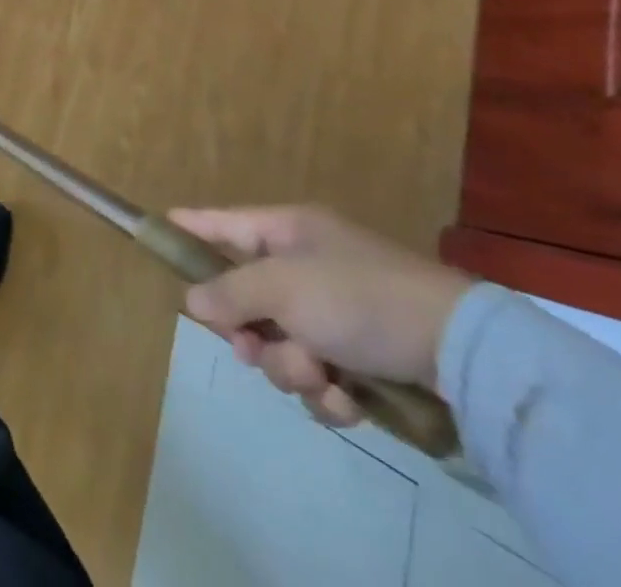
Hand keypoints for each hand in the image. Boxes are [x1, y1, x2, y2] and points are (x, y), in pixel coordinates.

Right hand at [169, 204, 472, 426]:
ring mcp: (337, 313)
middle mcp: (308, 267)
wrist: (461, 352)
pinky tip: (348, 398)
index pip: (224, 223)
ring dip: (292, 368)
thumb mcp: (283, 288)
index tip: (159, 226)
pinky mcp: (364, 356)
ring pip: (281, 344)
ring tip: (321, 376)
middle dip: (250, 331)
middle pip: (248, 297)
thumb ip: (229, 292)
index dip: (191, 226)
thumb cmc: (358, 298)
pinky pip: (319, 374)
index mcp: (289, 232)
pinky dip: (328, 390)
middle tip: (251, 348)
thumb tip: (193, 301)